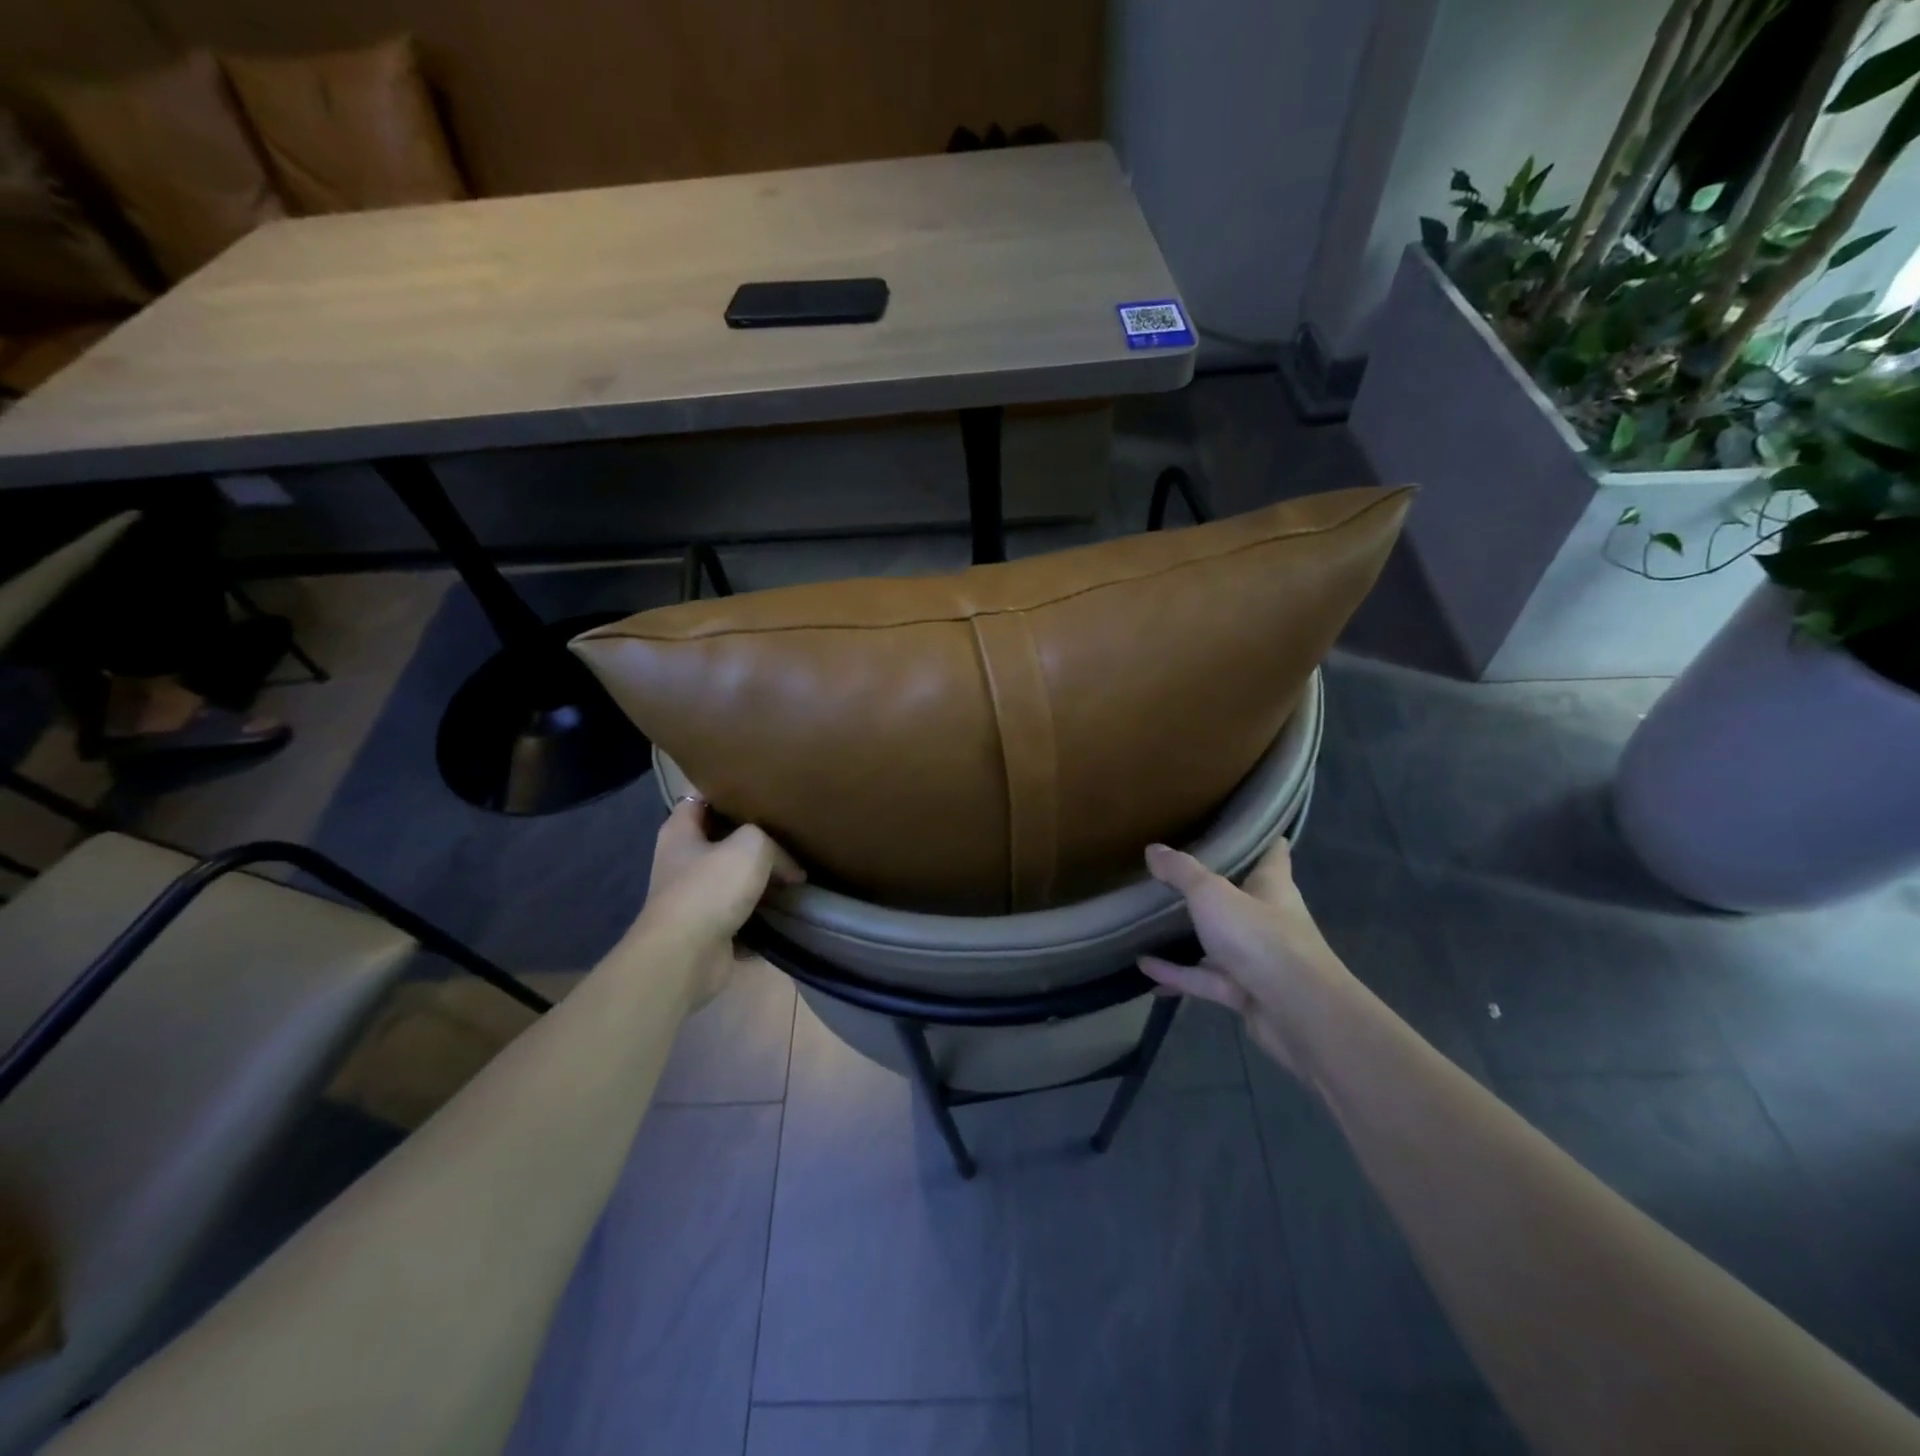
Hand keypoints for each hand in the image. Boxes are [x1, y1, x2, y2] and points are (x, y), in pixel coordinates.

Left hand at [642, 795, 803, 1005]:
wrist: (686, 958)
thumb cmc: (710, 888)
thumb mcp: (751, 845)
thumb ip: (773, 843)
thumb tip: (791, 869)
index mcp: (680, 831)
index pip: (701, 796)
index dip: (728, 787)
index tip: (761, 785)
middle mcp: (683, 861)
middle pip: (723, 838)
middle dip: (754, 836)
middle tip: (791, 828)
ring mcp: (695, 897)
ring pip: (736, 877)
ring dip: (763, 877)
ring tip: (799, 869)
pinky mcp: (710, 929)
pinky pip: (744, 912)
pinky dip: (764, 912)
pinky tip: (791, 906)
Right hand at [1137, 837, 1349, 1079]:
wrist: (1297, 1013)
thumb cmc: (1260, 937)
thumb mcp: (1212, 894)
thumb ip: (1181, 872)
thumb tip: (1153, 848)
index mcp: (1272, 886)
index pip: (1273, 853)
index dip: (1260, 838)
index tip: (1237, 826)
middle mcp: (1268, 919)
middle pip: (1240, 897)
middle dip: (1212, 888)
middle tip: (1174, 873)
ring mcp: (1257, 958)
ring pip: (1218, 942)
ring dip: (1188, 937)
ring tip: (1149, 925)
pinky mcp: (1244, 992)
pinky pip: (1204, 978)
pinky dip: (1176, 973)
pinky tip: (1144, 968)